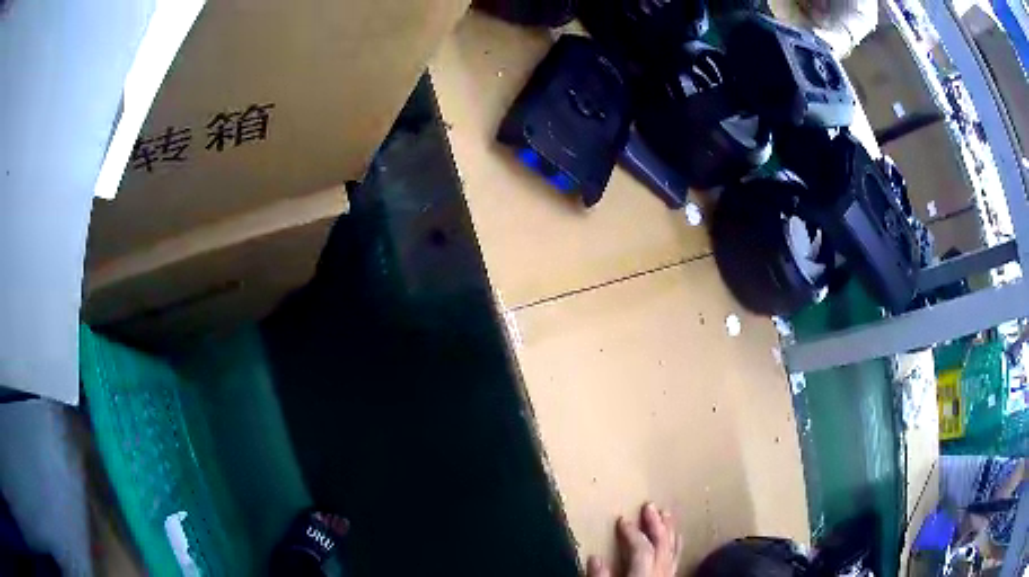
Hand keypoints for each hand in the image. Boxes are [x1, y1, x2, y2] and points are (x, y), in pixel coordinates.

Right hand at [586, 503, 682, 576]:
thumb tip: (594, 557)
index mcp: (644, 573)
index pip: (642, 548)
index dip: (632, 533)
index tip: (622, 520)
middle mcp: (661, 571)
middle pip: (662, 544)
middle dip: (656, 524)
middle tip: (650, 505)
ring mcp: (669, 574)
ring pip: (673, 549)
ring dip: (669, 530)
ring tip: (667, 514)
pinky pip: (677, 557)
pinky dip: (676, 545)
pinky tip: (675, 538)